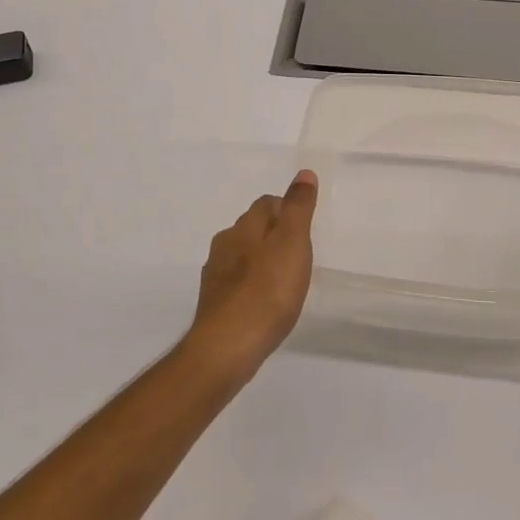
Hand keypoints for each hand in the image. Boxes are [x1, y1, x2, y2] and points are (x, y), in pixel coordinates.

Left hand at [187, 170, 318, 379]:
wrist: (227, 347)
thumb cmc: (267, 291)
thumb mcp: (292, 243)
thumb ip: (298, 208)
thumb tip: (304, 173)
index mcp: (244, 226)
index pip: (266, 203)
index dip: (287, 210)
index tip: (305, 228)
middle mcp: (224, 244)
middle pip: (252, 228)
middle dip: (274, 235)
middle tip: (299, 255)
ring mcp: (215, 275)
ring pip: (242, 256)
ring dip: (261, 261)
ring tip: (284, 281)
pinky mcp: (214, 303)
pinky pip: (237, 284)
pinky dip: (251, 286)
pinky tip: (264, 304)